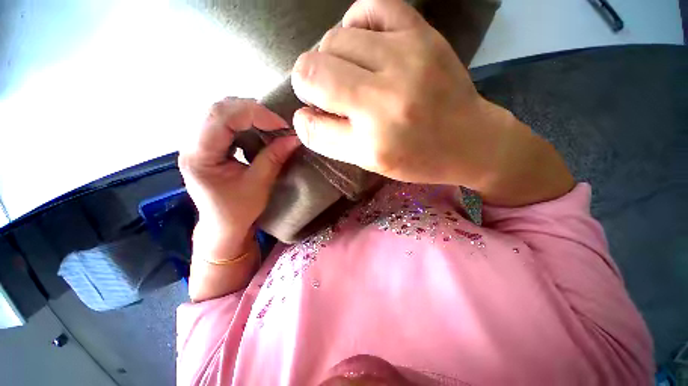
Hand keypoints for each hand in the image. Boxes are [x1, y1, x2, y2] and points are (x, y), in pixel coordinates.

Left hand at [179, 97, 299, 299]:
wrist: (223, 226)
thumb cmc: (238, 211)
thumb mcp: (259, 185)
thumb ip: (274, 157)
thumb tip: (295, 138)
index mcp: (199, 156)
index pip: (221, 118)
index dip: (255, 114)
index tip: (282, 125)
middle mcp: (191, 144)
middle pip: (218, 109)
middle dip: (252, 111)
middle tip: (277, 123)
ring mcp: (197, 143)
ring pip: (220, 112)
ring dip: (248, 115)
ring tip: (270, 126)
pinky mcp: (207, 145)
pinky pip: (224, 122)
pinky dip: (244, 122)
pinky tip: (258, 131)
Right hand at [291, 0, 573, 205]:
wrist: (469, 140)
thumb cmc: (417, 159)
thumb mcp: (371, 162)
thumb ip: (332, 141)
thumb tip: (303, 115)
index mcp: (370, 141)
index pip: (311, 124)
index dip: (304, 118)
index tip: (313, 116)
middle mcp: (383, 99)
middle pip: (312, 71)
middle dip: (308, 82)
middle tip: (325, 93)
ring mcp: (403, 58)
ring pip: (333, 39)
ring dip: (328, 57)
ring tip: (345, 72)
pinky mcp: (420, 33)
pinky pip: (369, 9)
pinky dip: (353, 25)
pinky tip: (360, 45)